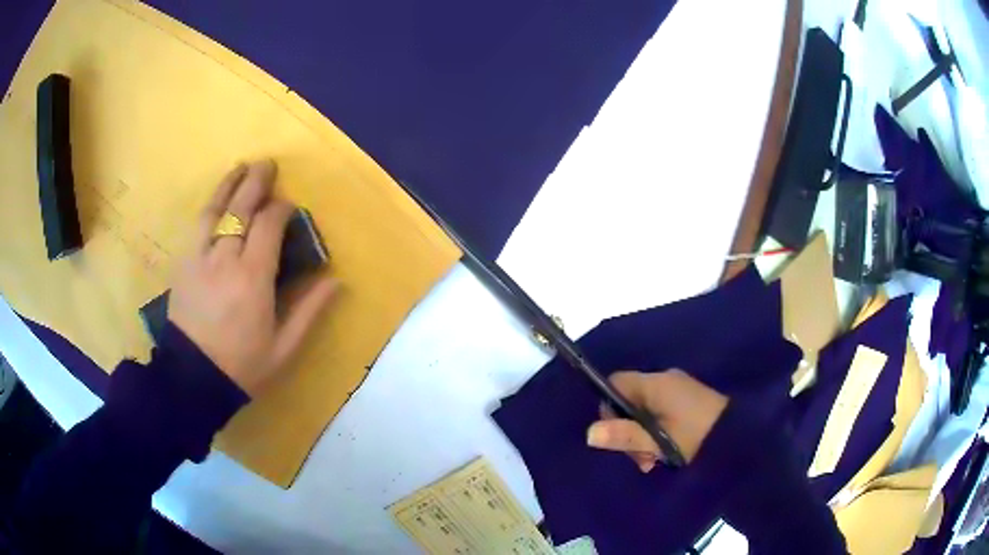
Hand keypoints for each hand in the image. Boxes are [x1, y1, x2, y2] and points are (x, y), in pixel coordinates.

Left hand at [168, 160, 337, 395]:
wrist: (193, 380)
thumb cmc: (242, 366)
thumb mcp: (283, 347)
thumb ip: (309, 310)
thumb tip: (336, 280)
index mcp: (253, 277)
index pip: (269, 224)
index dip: (281, 208)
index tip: (290, 206)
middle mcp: (224, 257)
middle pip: (241, 207)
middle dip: (256, 182)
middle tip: (268, 165)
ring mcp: (198, 257)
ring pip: (215, 209)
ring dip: (229, 184)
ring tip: (241, 168)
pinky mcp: (182, 263)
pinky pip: (196, 225)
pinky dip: (209, 206)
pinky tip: (216, 199)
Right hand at [586, 370, 727, 471]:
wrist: (740, 436)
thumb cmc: (696, 437)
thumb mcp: (659, 442)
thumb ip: (625, 436)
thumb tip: (589, 433)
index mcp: (655, 384)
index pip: (615, 382)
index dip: (608, 407)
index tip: (615, 434)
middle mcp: (665, 379)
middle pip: (629, 399)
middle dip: (628, 429)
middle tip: (640, 459)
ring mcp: (679, 387)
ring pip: (645, 408)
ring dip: (643, 434)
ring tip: (654, 460)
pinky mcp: (688, 398)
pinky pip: (661, 409)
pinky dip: (657, 430)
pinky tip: (666, 451)